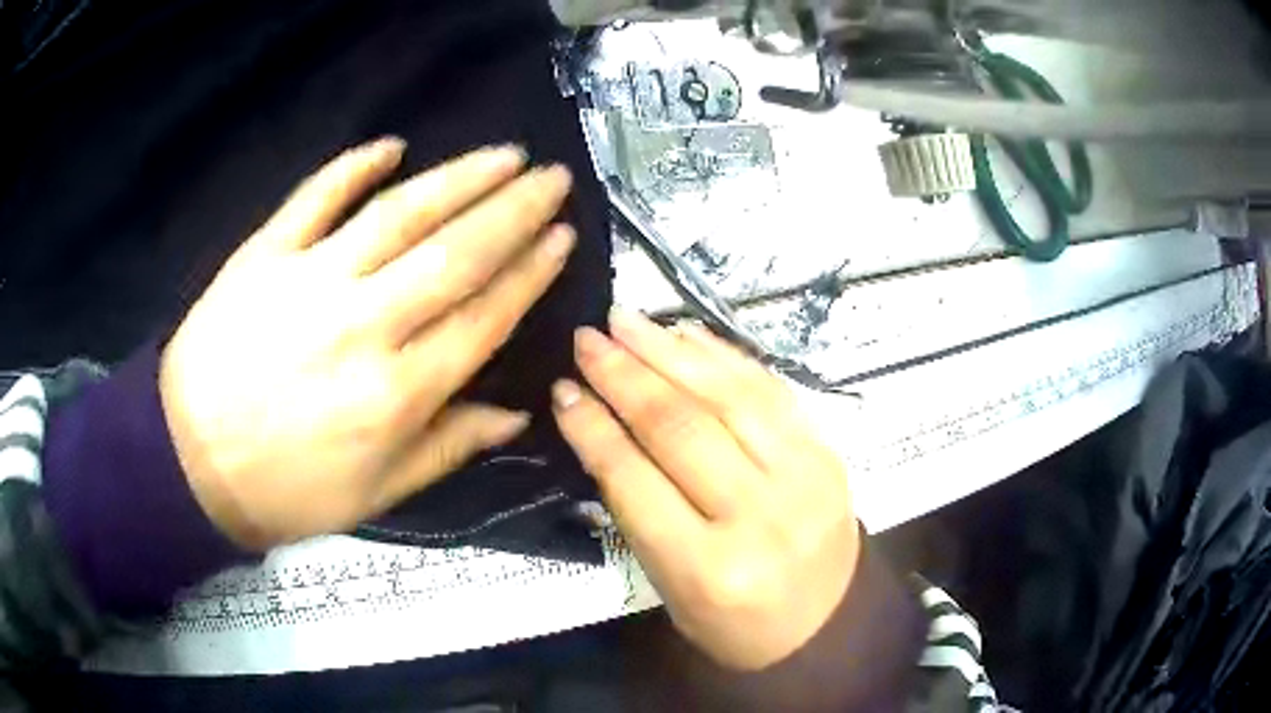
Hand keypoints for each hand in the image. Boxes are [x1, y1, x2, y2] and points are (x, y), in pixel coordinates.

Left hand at [160, 138, 575, 549]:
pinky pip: (316, 197)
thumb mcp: (376, 494)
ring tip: (504, 155)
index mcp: (397, 394)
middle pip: (455, 253)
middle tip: (553, 177)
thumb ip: (448, 448)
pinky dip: (354, 166)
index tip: (563, 236)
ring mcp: (310, 281)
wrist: (188, 462)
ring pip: (400, 214)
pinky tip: (392, 147)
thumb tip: (516, 414)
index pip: (483, 317)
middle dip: (515, 210)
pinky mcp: (265, 255)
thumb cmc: (286, 490)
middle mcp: (364, 326)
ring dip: (460, 178)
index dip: (530, 273)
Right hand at [552, 310, 859, 670]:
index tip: (563, 387)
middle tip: (587, 338)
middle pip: (681, 428)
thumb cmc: (733, 623)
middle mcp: (758, 516)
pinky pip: (772, 391)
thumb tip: (603, 425)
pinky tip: (686, 336)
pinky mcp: (827, 454)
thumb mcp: (669, 585)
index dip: (593, 427)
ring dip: (670, 351)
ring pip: (728, 397)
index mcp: (707, 569)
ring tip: (627, 320)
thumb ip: (638, 509)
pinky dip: (724, 358)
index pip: (634, 480)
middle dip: (624, 375)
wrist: (825, 625)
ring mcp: (803, 478)